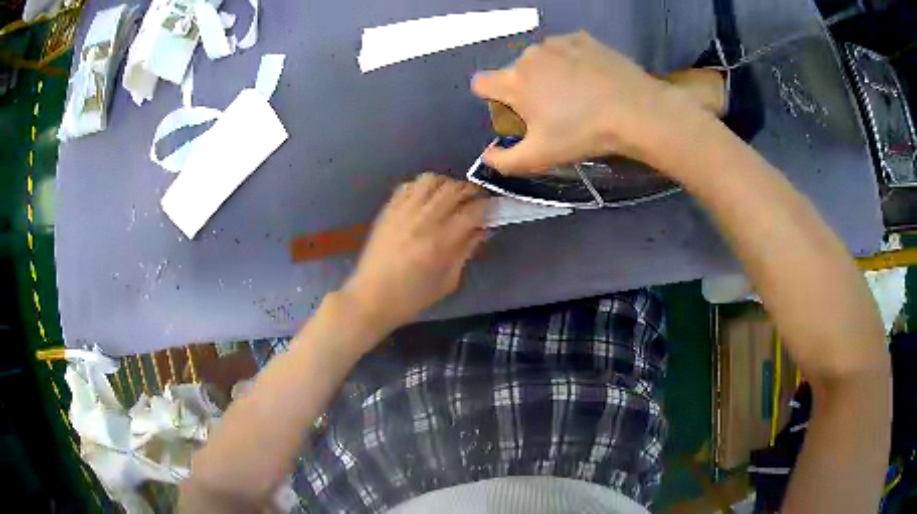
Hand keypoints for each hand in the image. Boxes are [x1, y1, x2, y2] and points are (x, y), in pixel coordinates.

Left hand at [340, 173, 487, 333]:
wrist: (371, 297)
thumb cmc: (413, 297)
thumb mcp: (448, 281)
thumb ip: (467, 251)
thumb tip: (483, 230)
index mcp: (441, 241)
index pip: (473, 211)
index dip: (488, 207)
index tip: (493, 210)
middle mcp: (423, 219)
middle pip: (454, 188)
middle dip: (471, 192)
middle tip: (476, 202)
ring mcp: (403, 211)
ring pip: (432, 179)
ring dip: (447, 185)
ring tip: (450, 198)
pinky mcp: (388, 209)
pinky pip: (409, 185)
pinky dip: (423, 187)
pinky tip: (426, 200)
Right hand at [472, 31, 704, 173]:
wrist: (635, 111)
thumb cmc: (583, 133)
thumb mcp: (540, 157)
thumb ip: (504, 161)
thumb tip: (485, 155)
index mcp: (514, 82)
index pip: (482, 83)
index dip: (491, 97)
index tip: (512, 109)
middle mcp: (529, 56)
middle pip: (515, 71)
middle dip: (526, 87)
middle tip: (553, 108)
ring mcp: (557, 43)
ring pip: (541, 58)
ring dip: (548, 71)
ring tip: (576, 91)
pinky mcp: (582, 38)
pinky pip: (565, 48)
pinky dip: (571, 59)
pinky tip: (590, 76)